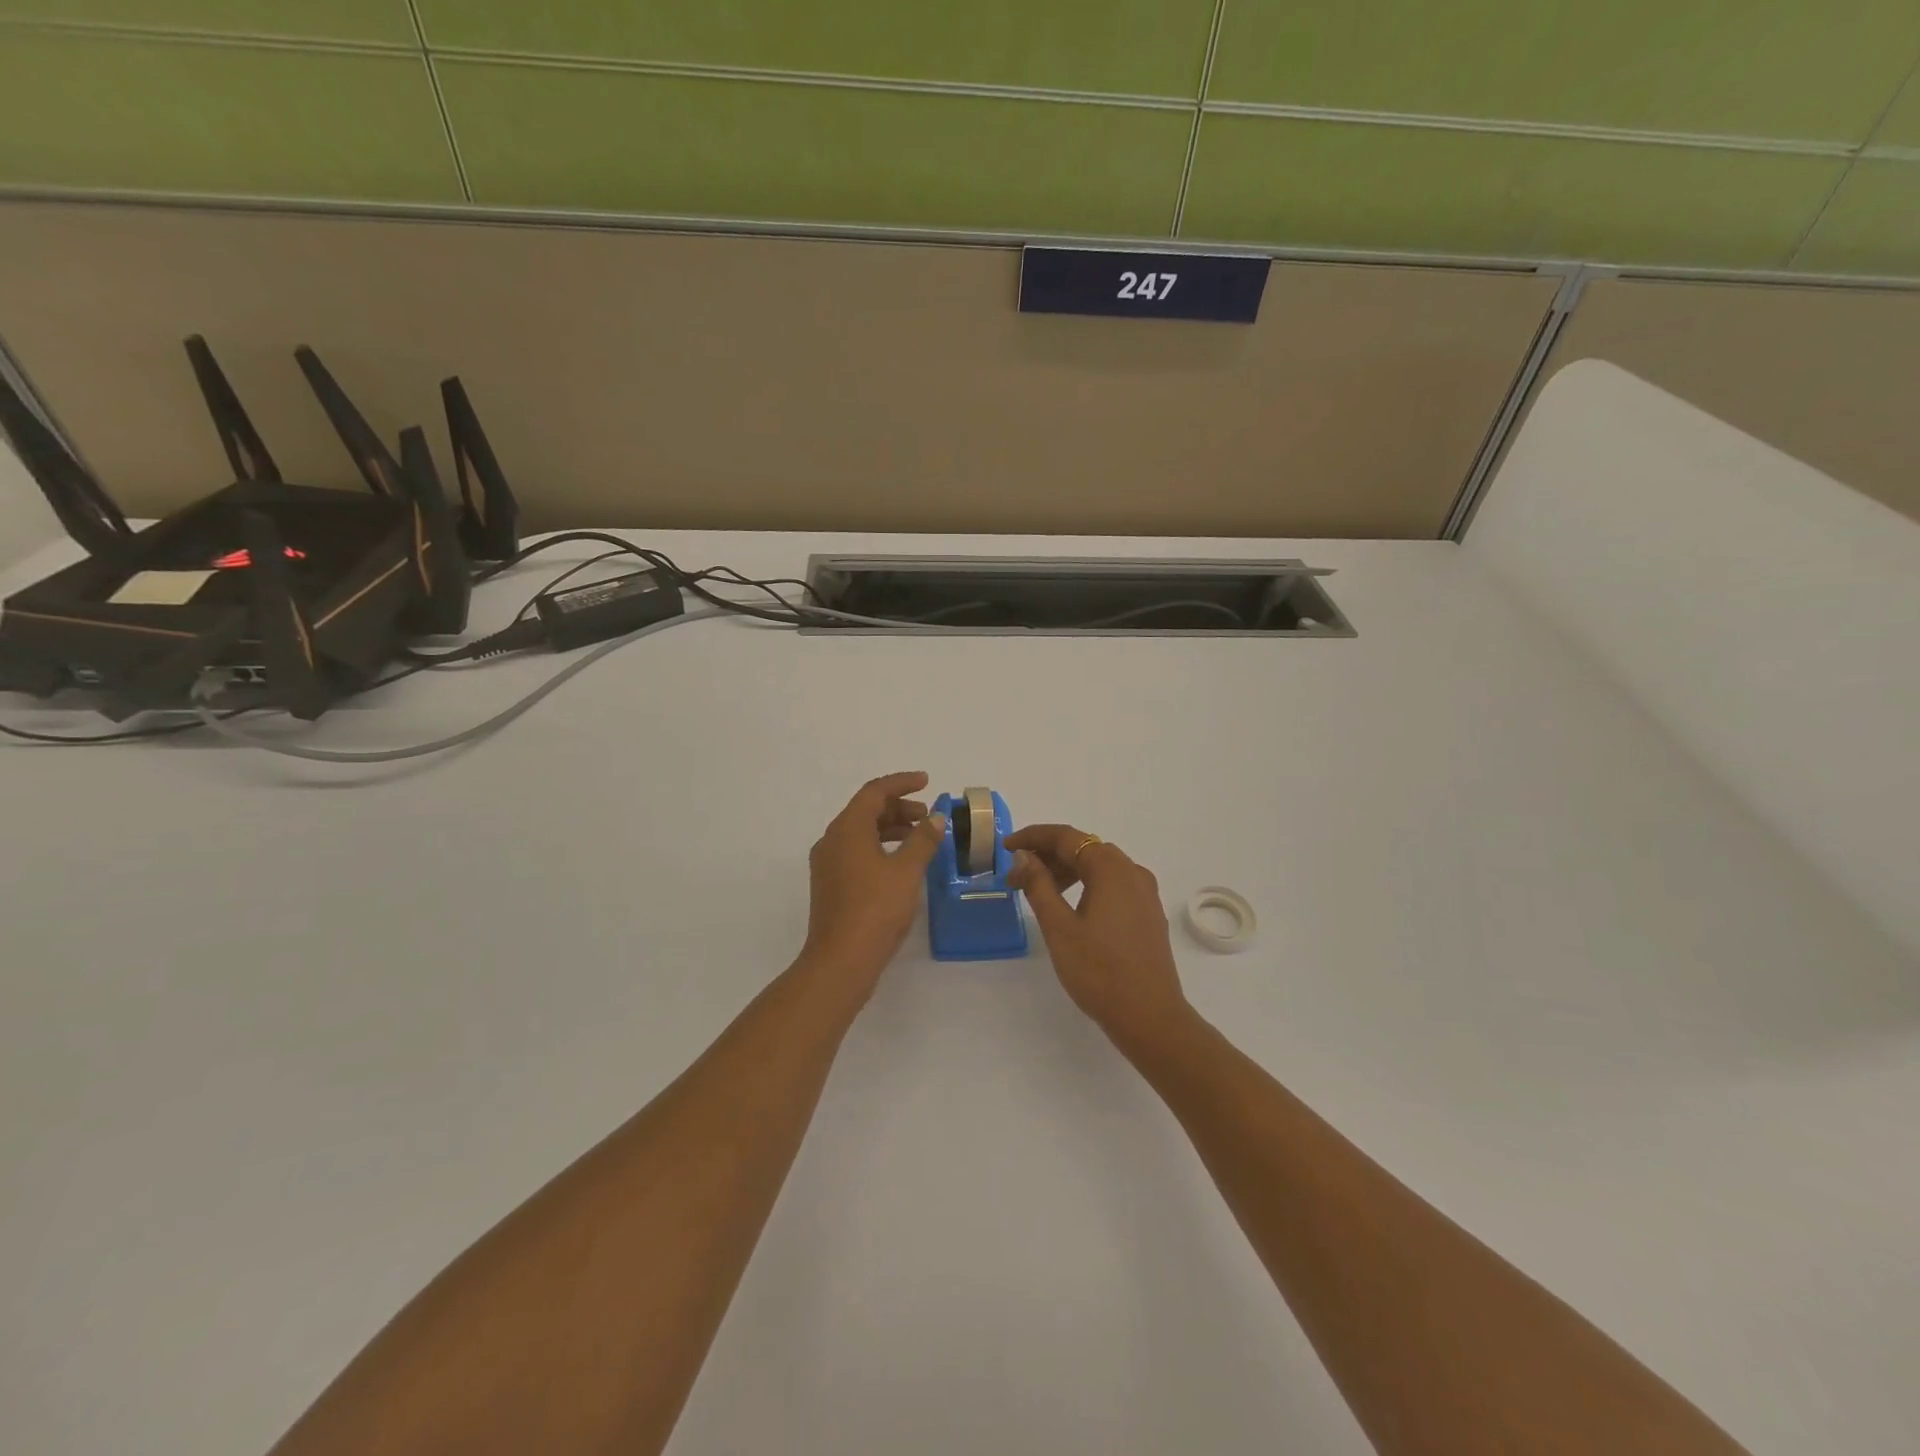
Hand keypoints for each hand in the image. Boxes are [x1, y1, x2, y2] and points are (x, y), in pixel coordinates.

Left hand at [800, 772, 946, 998]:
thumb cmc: (876, 909)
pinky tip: (901, 863)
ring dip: (890, 828)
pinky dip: (880, 847)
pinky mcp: (830, 884)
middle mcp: (832, 840)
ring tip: (920, 837)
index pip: (874, 792)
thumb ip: (923, 840)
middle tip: (928, 816)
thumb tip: (936, 818)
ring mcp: (828, 864)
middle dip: (898, 807)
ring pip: (861, 832)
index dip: (901, 783)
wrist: (841, 961)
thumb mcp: (907, 871)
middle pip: (865, 810)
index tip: (927, 782)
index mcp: (847, 829)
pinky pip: (856, 851)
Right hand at [1006, 824, 1193, 1054]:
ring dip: (1067, 872)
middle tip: (1017, 877)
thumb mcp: (1059, 927)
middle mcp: (1132, 872)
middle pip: (1084, 848)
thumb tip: (1025, 857)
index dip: (1033, 837)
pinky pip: (1113, 885)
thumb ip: (1039, 885)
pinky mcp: (1148, 913)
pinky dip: (1087, 885)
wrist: (1150, 1016)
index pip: (1066, 837)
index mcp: (1110, 868)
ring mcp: (1145, 893)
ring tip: (1039, 893)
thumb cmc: (1098, 971)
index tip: (1007, 848)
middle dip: (1047, 856)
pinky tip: (1070, 907)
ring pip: (1099, 867)